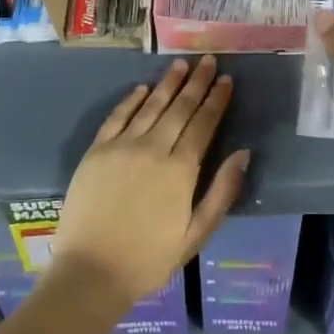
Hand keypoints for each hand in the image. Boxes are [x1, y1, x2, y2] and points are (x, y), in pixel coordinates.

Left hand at [51, 55, 247, 307]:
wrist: (90, 273)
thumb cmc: (149, 260)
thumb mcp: (196, 235)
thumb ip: (221, 192)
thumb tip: (243, 153)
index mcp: (180, 170)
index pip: (204, 124)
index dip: (217, 100)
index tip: (227, 80)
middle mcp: (153, 149)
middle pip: (180, 108)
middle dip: (197, 83)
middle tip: (208, 60)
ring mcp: (121, 147)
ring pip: (150, 106)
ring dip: (168, 83)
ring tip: (182, 64)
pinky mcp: (96, 152)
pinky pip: (117, 117)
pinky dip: (131, 100)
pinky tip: (142, 88)